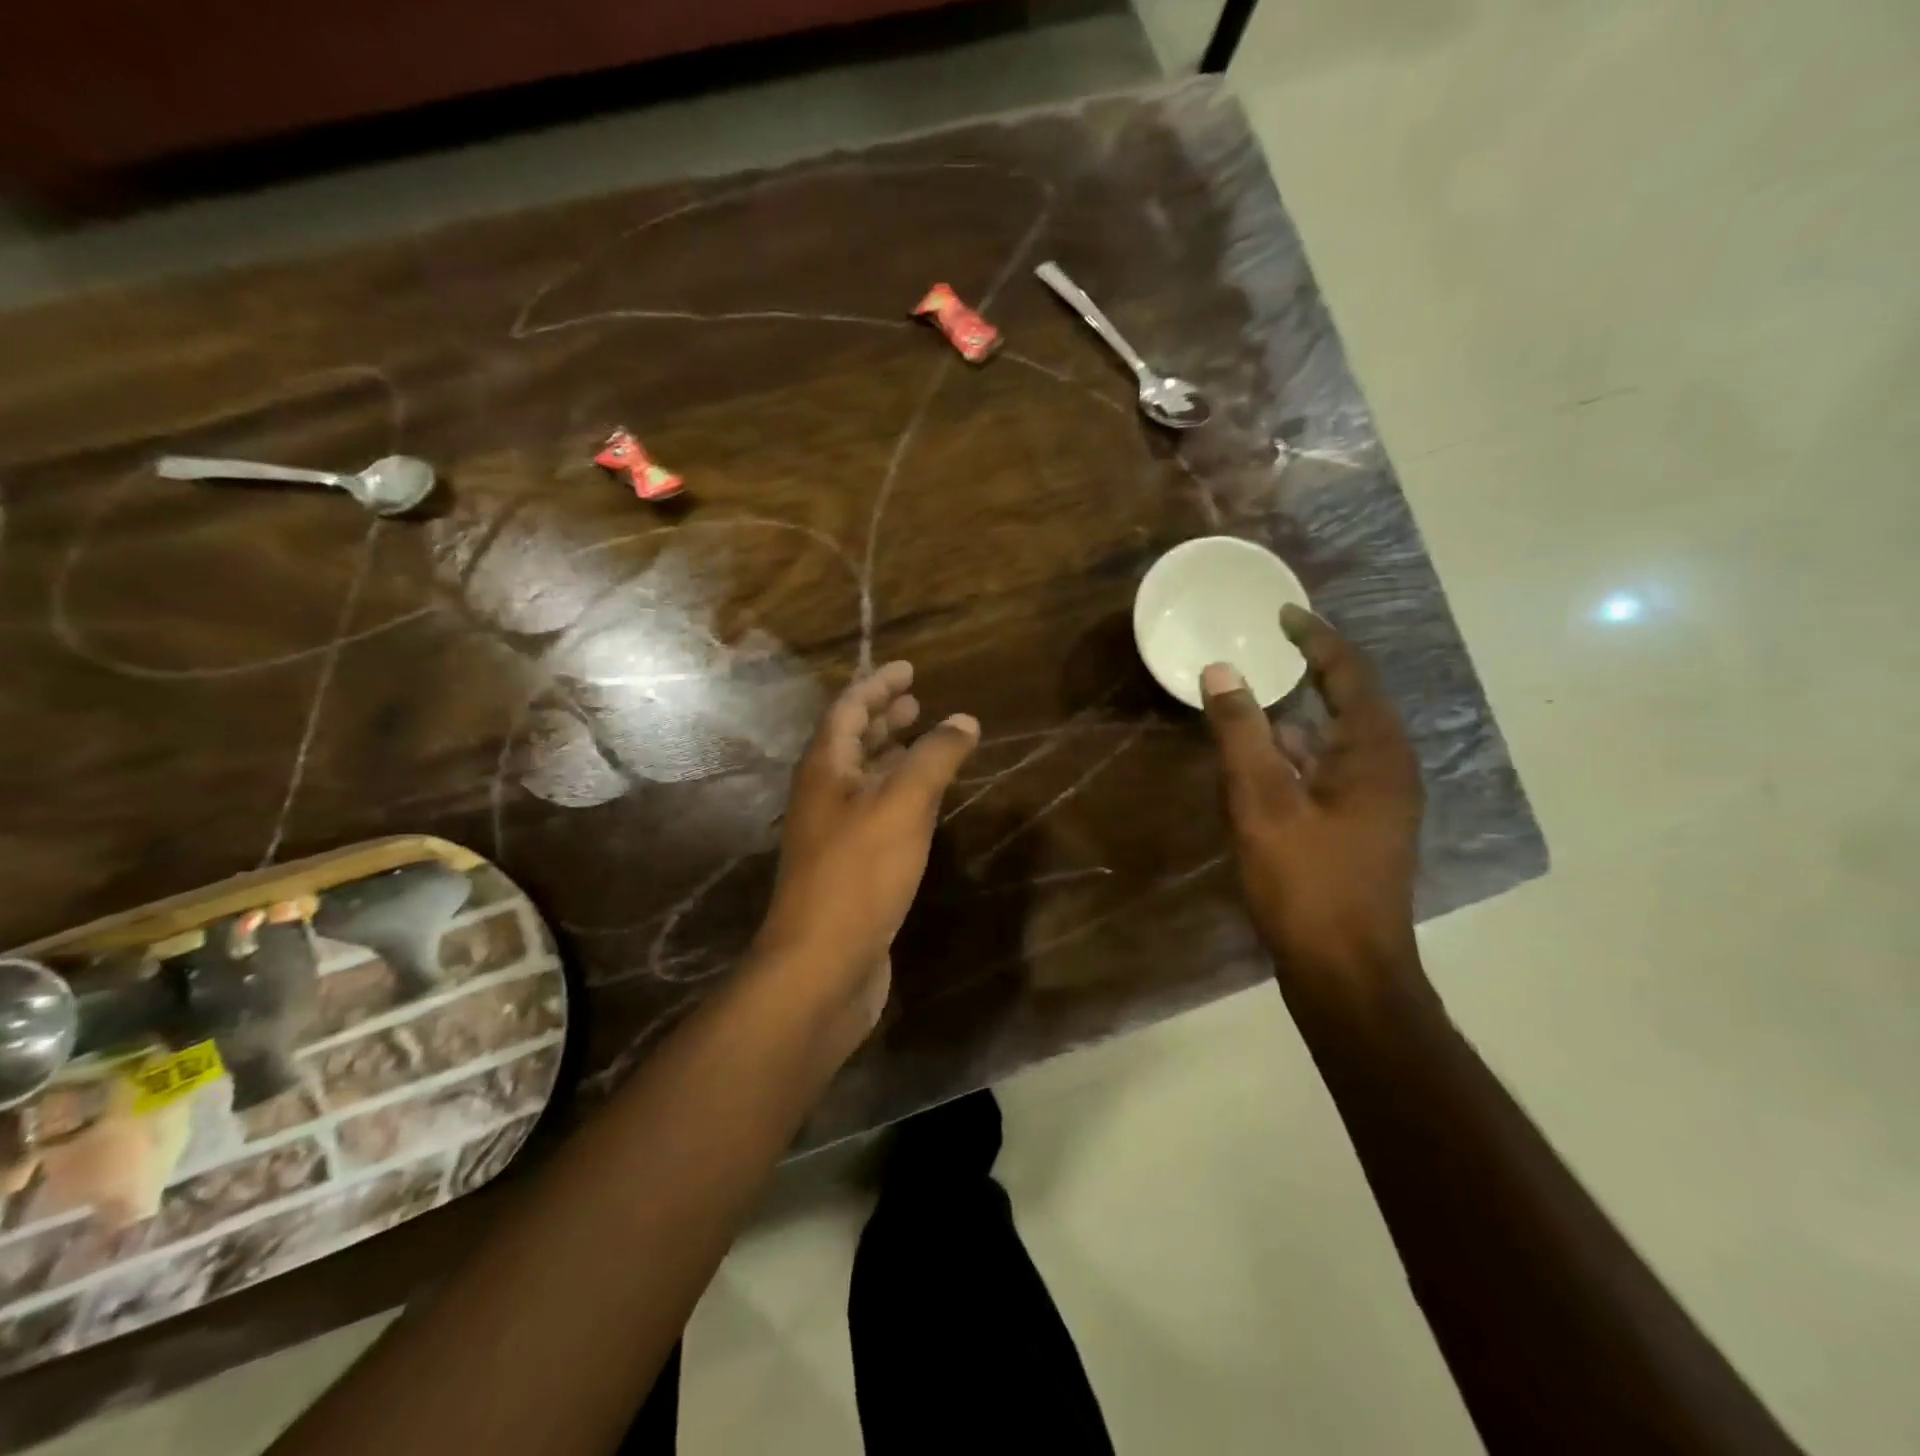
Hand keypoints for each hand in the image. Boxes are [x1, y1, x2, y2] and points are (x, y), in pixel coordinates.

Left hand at [755, 661, 978, 1033]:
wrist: (822, 965)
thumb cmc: (859, 874)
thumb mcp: (902, 805)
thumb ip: (934, 758)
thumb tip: (964, 720)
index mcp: (825, 769)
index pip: (848, 709)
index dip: (877, 684)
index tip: (908, 668)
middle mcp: (823, 795)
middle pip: (851, 742)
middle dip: (882, 717)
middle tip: (916, 700)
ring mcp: (833, 834)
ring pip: (863, 779)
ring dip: (891, 755)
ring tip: (923, 742)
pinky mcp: (849, 868)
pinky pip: (875, 814)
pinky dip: (898, 795)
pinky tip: (923, 804)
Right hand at [1202, 606, 1424, 979]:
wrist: (1345, 972)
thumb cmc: (1306, 881)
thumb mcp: (1262, 801)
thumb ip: (1240, 732)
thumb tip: (1222, 670)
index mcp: (1376, 753)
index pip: (1349, 673)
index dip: (1315, 637)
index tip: (1280, 613)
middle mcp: (1387, 769)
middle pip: (1349, 702)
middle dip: (1308, 672)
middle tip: (1264, 648)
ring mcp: (1377, 804)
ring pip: (1335, 741)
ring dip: (1297, 717)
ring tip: (1252, 699)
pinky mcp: (1359, 830)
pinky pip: (1327, 772)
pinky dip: (1294, 756)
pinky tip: (1258, 764)